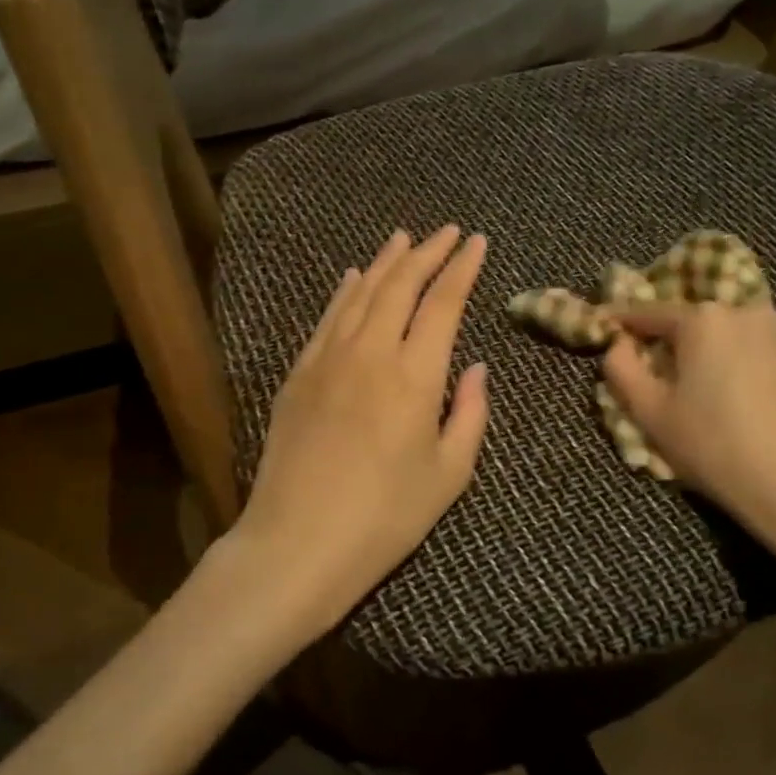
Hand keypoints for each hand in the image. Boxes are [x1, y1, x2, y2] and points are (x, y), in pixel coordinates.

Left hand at [234, 225, 489, 638]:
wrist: (298, 543)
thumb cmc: (386, 517)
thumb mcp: (449, 474)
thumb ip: (470, 414)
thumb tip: (476, 368)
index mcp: (416, 375)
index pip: (443, 302)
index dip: (463, 268)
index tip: (478, 242)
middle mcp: (371, 352)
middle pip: (401, 285)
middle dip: (428, 252)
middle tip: (448, 231)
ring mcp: (328, 360)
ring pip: (361, 293)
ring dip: (386, 262)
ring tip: (403, 238)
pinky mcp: (298, 375)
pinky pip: (327, 319)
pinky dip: (345, 292)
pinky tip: (352, 277)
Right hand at [601, 302, 775, 572]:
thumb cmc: (711, 446)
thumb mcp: (648, 412)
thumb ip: (621, 368)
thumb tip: (618, 342)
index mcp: (703, 320)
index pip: (652, 314)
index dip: (627, 323)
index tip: (611, 327)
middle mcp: (749, 312)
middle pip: (702, 324)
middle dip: (682, 343)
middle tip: (672, 376)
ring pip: (743, 336)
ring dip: (726, 353)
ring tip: (722, 391)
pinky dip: (764, 369)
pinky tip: (762, 403)